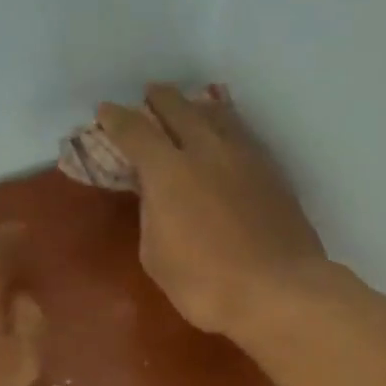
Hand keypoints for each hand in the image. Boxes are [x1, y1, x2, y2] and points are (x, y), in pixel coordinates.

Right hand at [97, 84, 326, 337]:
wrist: (278, 290)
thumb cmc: (205, 283)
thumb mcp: (156, 256)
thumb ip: (151, 216)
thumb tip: (156, 196)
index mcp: (168, 171)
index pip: (135, 131)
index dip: (117, 119)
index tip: (106, 111)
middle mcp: (207, 151)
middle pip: (180, 108)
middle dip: (160, 99)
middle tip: (150, 95)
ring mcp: (245, 157)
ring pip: (219, 114)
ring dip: (198, 106)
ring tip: (191, 107)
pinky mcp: (273, 172)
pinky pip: (243, 135)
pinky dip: (227, 127)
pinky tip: (227, 137)